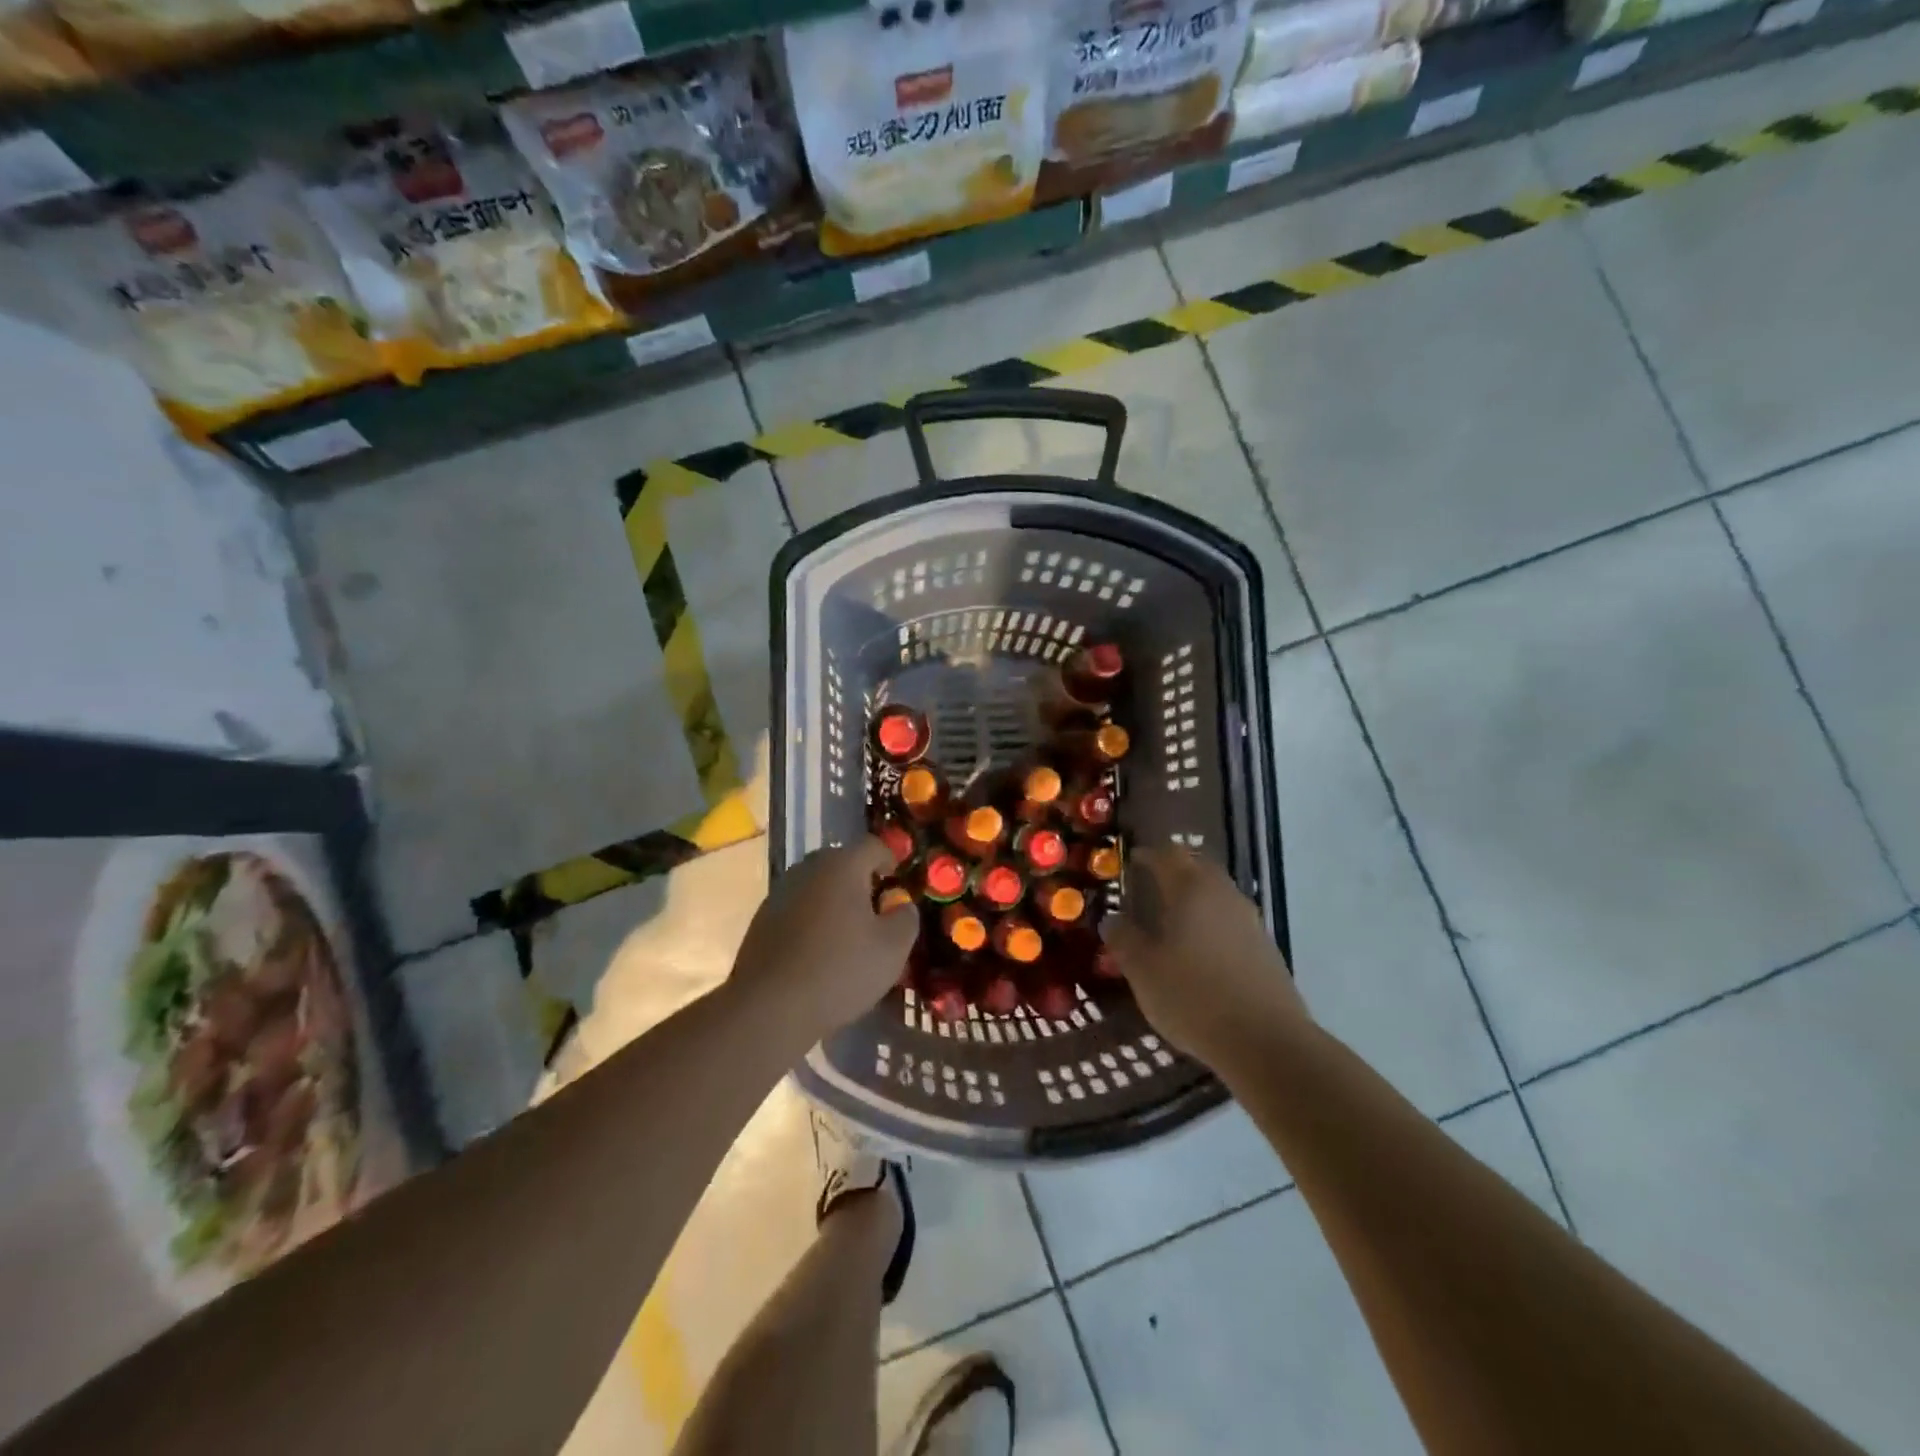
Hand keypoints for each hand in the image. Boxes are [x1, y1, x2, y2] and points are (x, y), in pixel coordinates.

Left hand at [729, 837, 917, 1042]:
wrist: (769, 1008)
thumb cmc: (840, 970)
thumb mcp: (892, 949)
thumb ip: (906, 918)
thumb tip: (901, 906)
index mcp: (842, 866)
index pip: (873, 845)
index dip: (890, 861)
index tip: (897, 888)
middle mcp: (808, 869)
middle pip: (842, 863)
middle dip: (861, 883)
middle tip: (875, 914)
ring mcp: (780, 893)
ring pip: (817, 887)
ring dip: (834, 903)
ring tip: (847, 937)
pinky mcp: (761, 920)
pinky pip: (797, 909)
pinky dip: (812, 921)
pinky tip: (817, 954)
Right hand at [1106, 846, 1305, 1064]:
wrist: (1265, 1041)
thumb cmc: (1193, 996)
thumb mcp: (1142, 969)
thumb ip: (1123, 938)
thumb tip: (1111, 919)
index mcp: (1191, 889)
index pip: (1167, 854)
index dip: (1147, 854)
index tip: (1129, 862)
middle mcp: (1224, 894)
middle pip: (1197, 868)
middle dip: (1174, 872)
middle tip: (1149, 887)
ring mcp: (1250, 920)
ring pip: (1217, 895)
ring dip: (1195, 900)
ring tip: (1172, 922)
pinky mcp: (1266, 948)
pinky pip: (1231, 922)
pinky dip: (1212, 925)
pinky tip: (1200, 952)